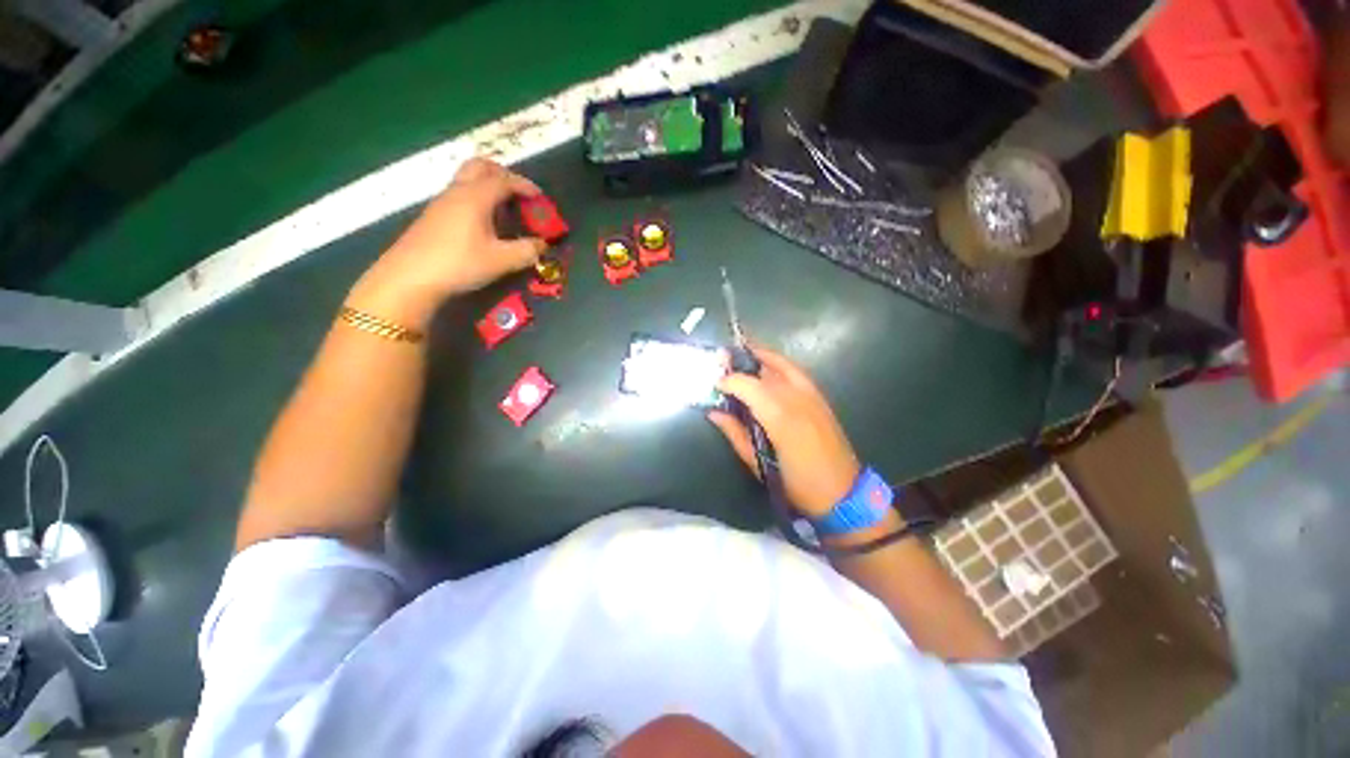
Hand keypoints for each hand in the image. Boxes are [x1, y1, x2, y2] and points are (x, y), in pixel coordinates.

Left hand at [347, 158, 547, 327]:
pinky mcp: (434, 215)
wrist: (410, 277)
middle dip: (503, 175)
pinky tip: (485, 223)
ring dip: (489, 187)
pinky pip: (460, 195)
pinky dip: (478, 199)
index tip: (540, 198)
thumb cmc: (460, 263)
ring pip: (468, 180)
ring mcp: (442, 202)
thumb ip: (526, 251)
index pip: (504, 180)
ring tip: (506, 210)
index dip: (525, 186)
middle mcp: (458, 191)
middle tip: (519, 194)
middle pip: (480, 167)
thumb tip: (543, 244)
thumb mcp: (501, 261)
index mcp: (476, 196)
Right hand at [708, 346, 861, 517]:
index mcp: (780, 418)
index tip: (715, 384)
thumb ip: (735, 433)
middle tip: (722, 360)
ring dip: (759, 356)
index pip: (748, 386)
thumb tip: (713, 412)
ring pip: (782, 365)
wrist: (843, 492)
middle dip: (741, 363)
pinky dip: (778, 363)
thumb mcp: (758, 464)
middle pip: (763, 371)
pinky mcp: (820, 397)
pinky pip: (795, 371)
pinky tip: (766, 365)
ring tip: (740, 352)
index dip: (729, 381)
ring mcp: (812, 395)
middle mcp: (797, 399)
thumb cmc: (796, 483)